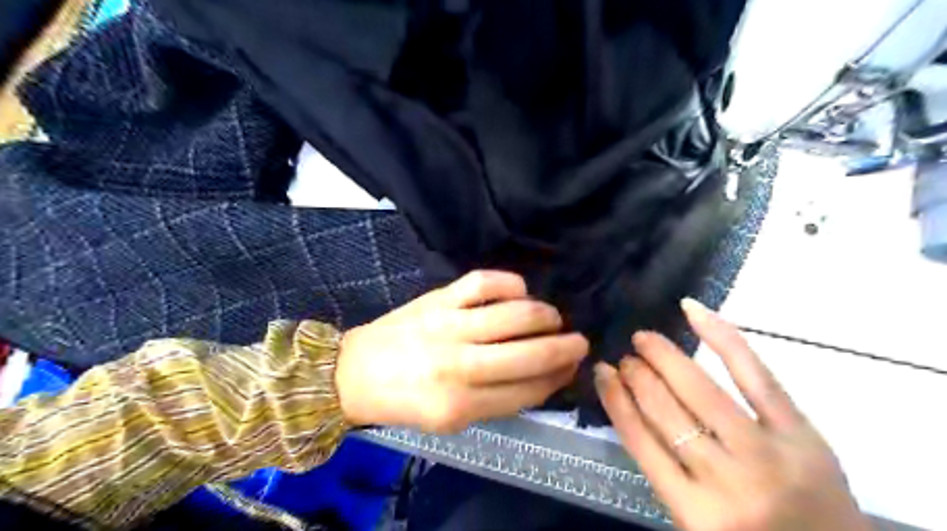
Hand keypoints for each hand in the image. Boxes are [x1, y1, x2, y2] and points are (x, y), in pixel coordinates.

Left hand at [336, 272, 589, 433]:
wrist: (355, 373)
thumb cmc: (405, 401)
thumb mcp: (451, 419)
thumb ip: (498, 401)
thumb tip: (544, 376)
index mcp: (462, 407)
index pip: (529, 390)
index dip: (558, 377)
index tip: (572, 366)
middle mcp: (459, 367)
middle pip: (530, 353)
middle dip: (565, 347)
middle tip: (579, 341)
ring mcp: (449, 327)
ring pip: (516, 315)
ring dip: (545, 315)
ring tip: (552, 317)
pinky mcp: (438, 299)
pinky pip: (484, 282)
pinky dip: (511, 283)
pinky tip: (520, 291)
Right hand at [594, 299, 867, 530]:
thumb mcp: (697, 520)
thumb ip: (665, 471)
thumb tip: (631, 405)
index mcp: (694, 511)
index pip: (639, 440)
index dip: (615, 398)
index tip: (602, 372)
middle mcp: (726, 479)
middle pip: (665, 410)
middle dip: (637, 375)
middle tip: (625, 358)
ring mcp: (767, 452)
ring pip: (699, 389)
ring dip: (664, 357)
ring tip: (644, 340)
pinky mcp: (801, 432)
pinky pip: (753, 374)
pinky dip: (720, 337)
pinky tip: (692, 311)